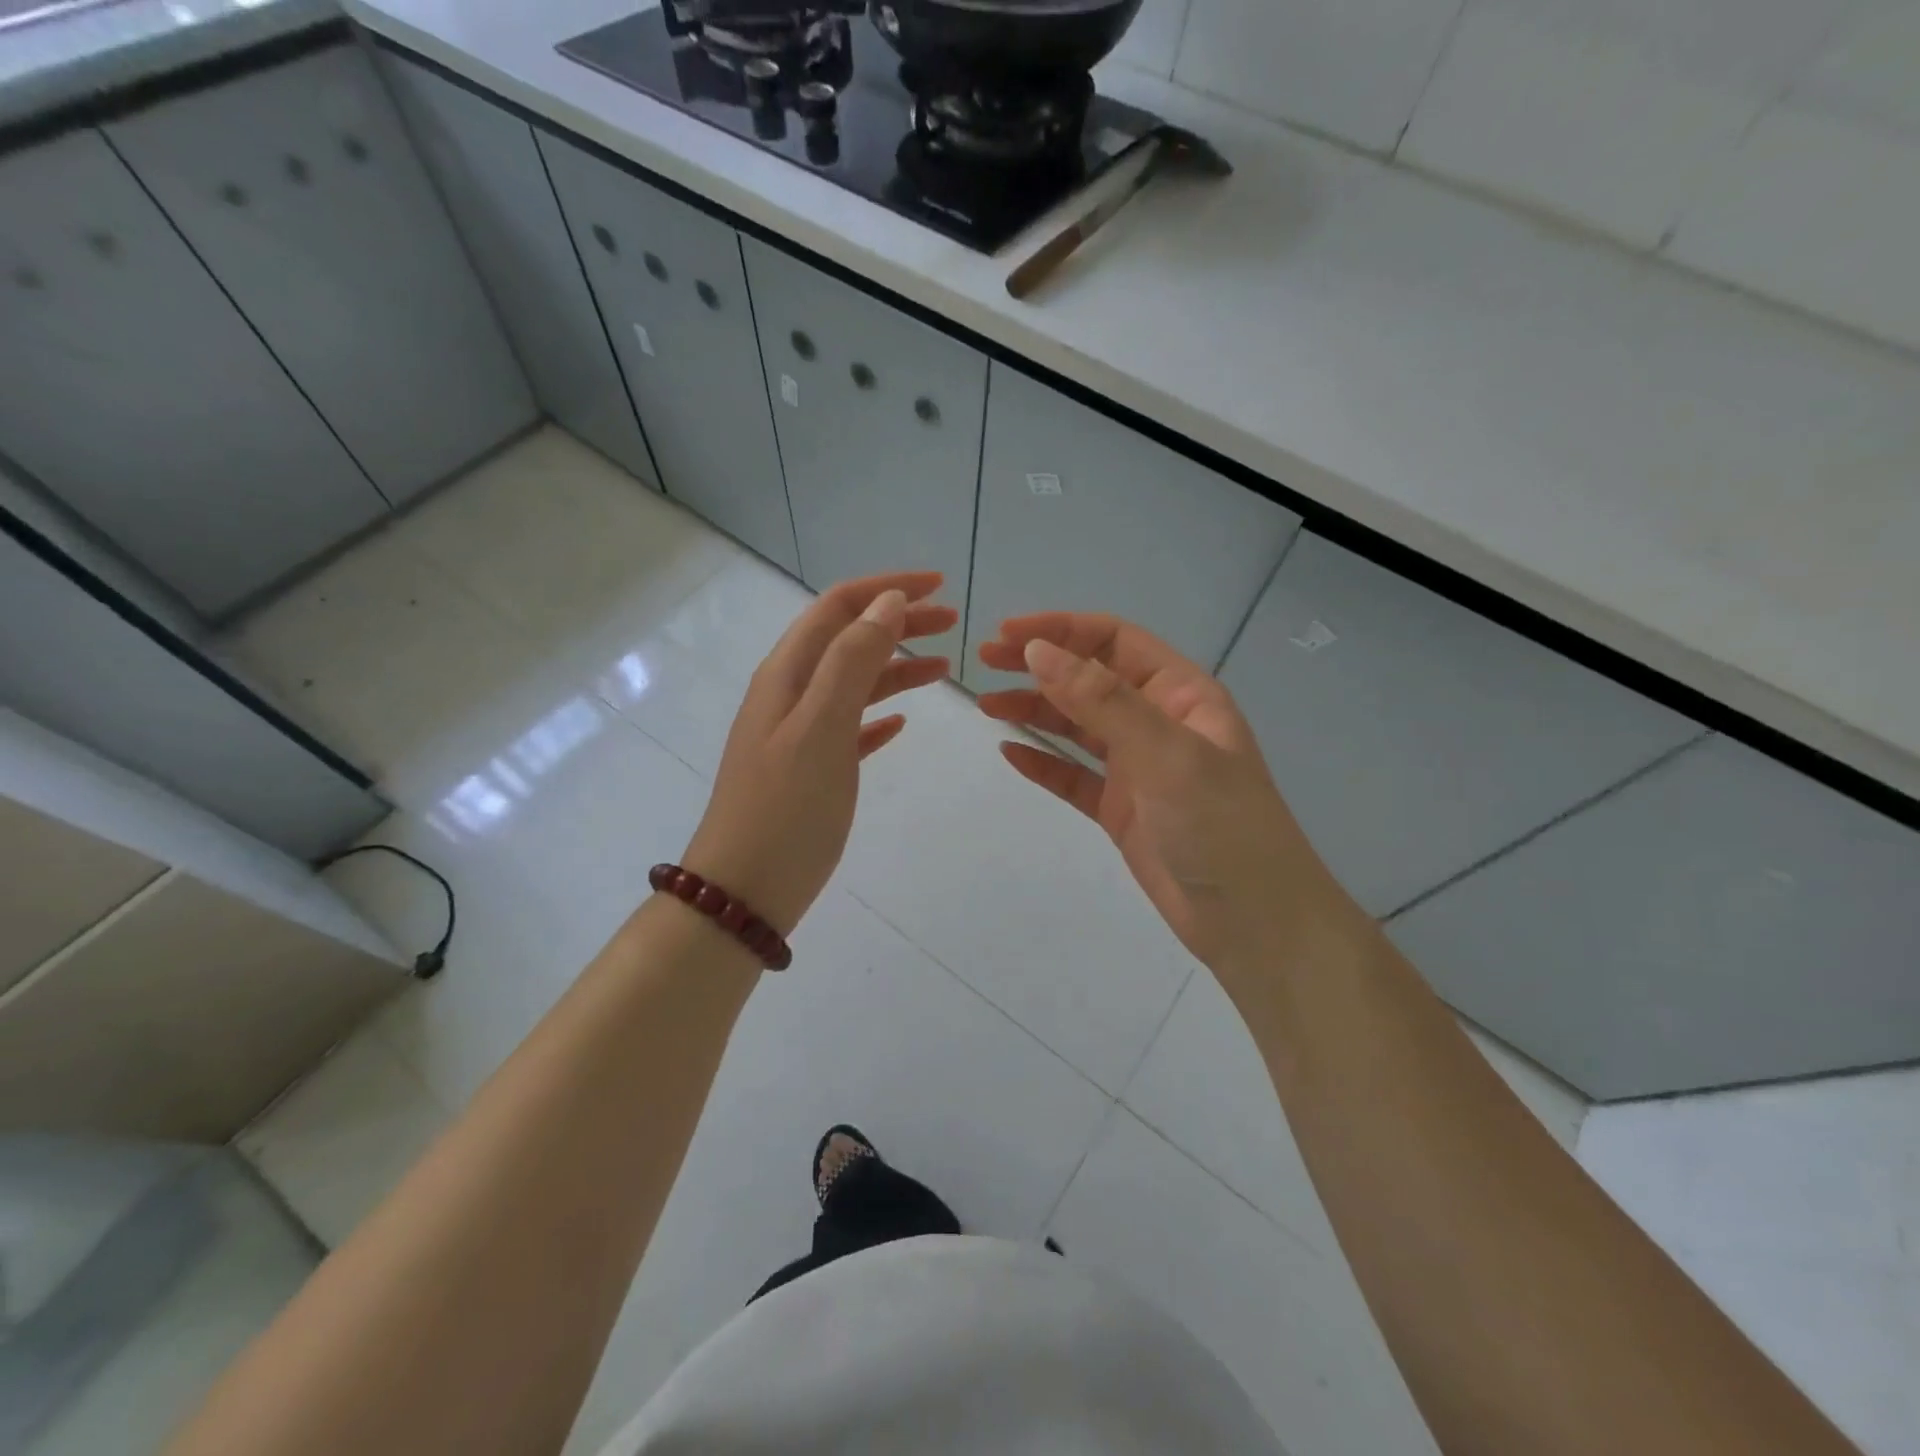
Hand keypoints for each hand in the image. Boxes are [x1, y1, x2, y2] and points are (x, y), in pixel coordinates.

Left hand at [684, 571, 955, 937]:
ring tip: (943, 667)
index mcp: (788, 674)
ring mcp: (799, 733)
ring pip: (854, 682)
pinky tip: (902, 722)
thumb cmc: (786, 809)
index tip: (937, 586)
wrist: (745, 891)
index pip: (838, 608)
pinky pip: (851, 726)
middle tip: (952, 622)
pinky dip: (879, 714)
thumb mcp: (821, 727)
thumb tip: (888, 603)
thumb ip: (853, 661)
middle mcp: (790, 694)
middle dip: (898, 623)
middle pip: (849, 639)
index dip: (886, 589)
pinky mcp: (811, 770)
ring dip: (896, 667)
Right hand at [976, 613, 1344, 973]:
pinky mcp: (1121, 809)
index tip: (1007, 635)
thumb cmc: (1219, 824)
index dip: (1061, 630)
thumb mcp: (1164, 752)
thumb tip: (1038, 652)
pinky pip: (1074, 776)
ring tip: (987, 706)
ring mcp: (1138, 768)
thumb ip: (1101, 700)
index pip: (1113, 641)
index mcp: (1180, 694)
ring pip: (1077, 727)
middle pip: (1089, 679)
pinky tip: (1011, 753)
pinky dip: (1043, 763)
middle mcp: (1157, 722)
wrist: (1252, 920)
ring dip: (1034, 711)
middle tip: (986, 663)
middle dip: (1040, 666)